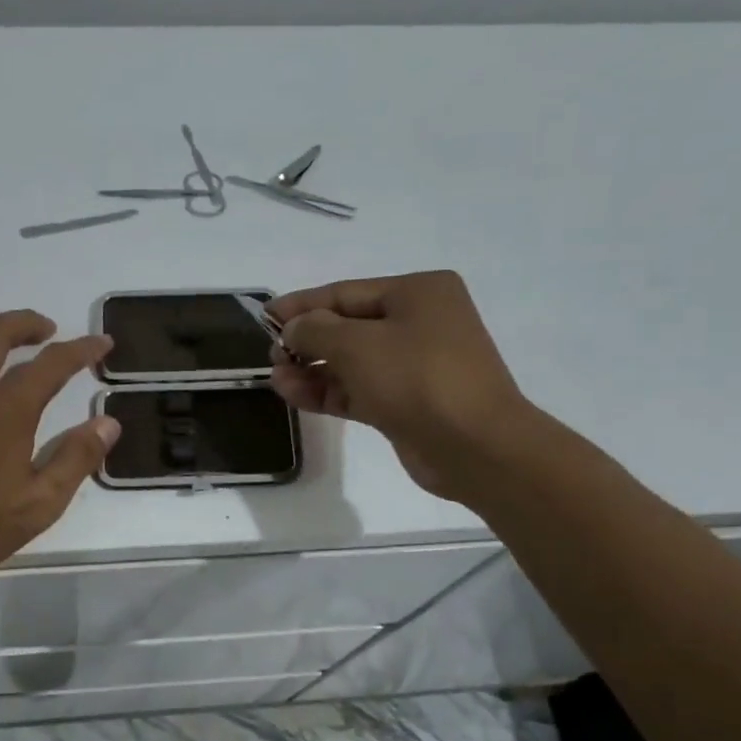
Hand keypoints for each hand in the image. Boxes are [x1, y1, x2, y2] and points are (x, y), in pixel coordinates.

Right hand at [268, 271, 531, 501]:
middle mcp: (419, 323)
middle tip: (272, 358)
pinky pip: (359, 390)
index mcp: (417, 293)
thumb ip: (315, 331)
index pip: (346, 293)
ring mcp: (415, 366)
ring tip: (276, 382)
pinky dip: (329, 392)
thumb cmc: (417, 379)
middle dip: (306, 342)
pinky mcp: (407, 403)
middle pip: (347, 327)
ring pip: (351, 362)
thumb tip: (293, 329)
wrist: (474, 447)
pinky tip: (295, 396)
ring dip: (312, 371)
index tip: (265, 318)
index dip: (302, 305)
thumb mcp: (356, 346)